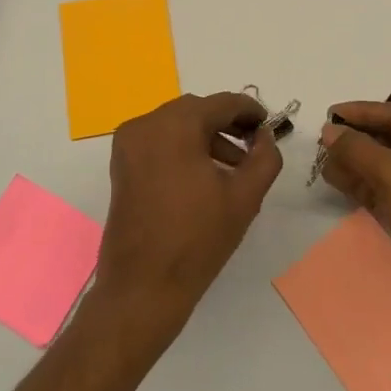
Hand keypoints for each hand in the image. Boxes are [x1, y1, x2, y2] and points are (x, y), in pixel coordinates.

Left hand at [95, 92, 282, 338]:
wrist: (143, 287)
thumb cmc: (197, 239)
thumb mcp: (245, 197)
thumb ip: (264, 158)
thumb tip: (265, 136)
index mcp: (175, 125)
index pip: (221, 103)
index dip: (250, 111)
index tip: (269, 125)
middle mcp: (146, 124)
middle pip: (196, 111)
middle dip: (227, 123)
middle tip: (254, 144)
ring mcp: (128, 144)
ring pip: (177, 125)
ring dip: (206, 137)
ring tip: (234, 166)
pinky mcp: (122, 164)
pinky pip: (159, 141)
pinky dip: (183, 148)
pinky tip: (204, 175)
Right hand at [319, 102, 390, 350]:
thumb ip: (360, 150)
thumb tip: (330, 132)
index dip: (362, 112)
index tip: (328, 113)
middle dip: (358, 139)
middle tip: (322, 140)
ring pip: (387, 169)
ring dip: (357, 163)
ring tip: (322, 161)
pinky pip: (387, 193)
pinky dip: (363, 186)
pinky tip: (337, 181)